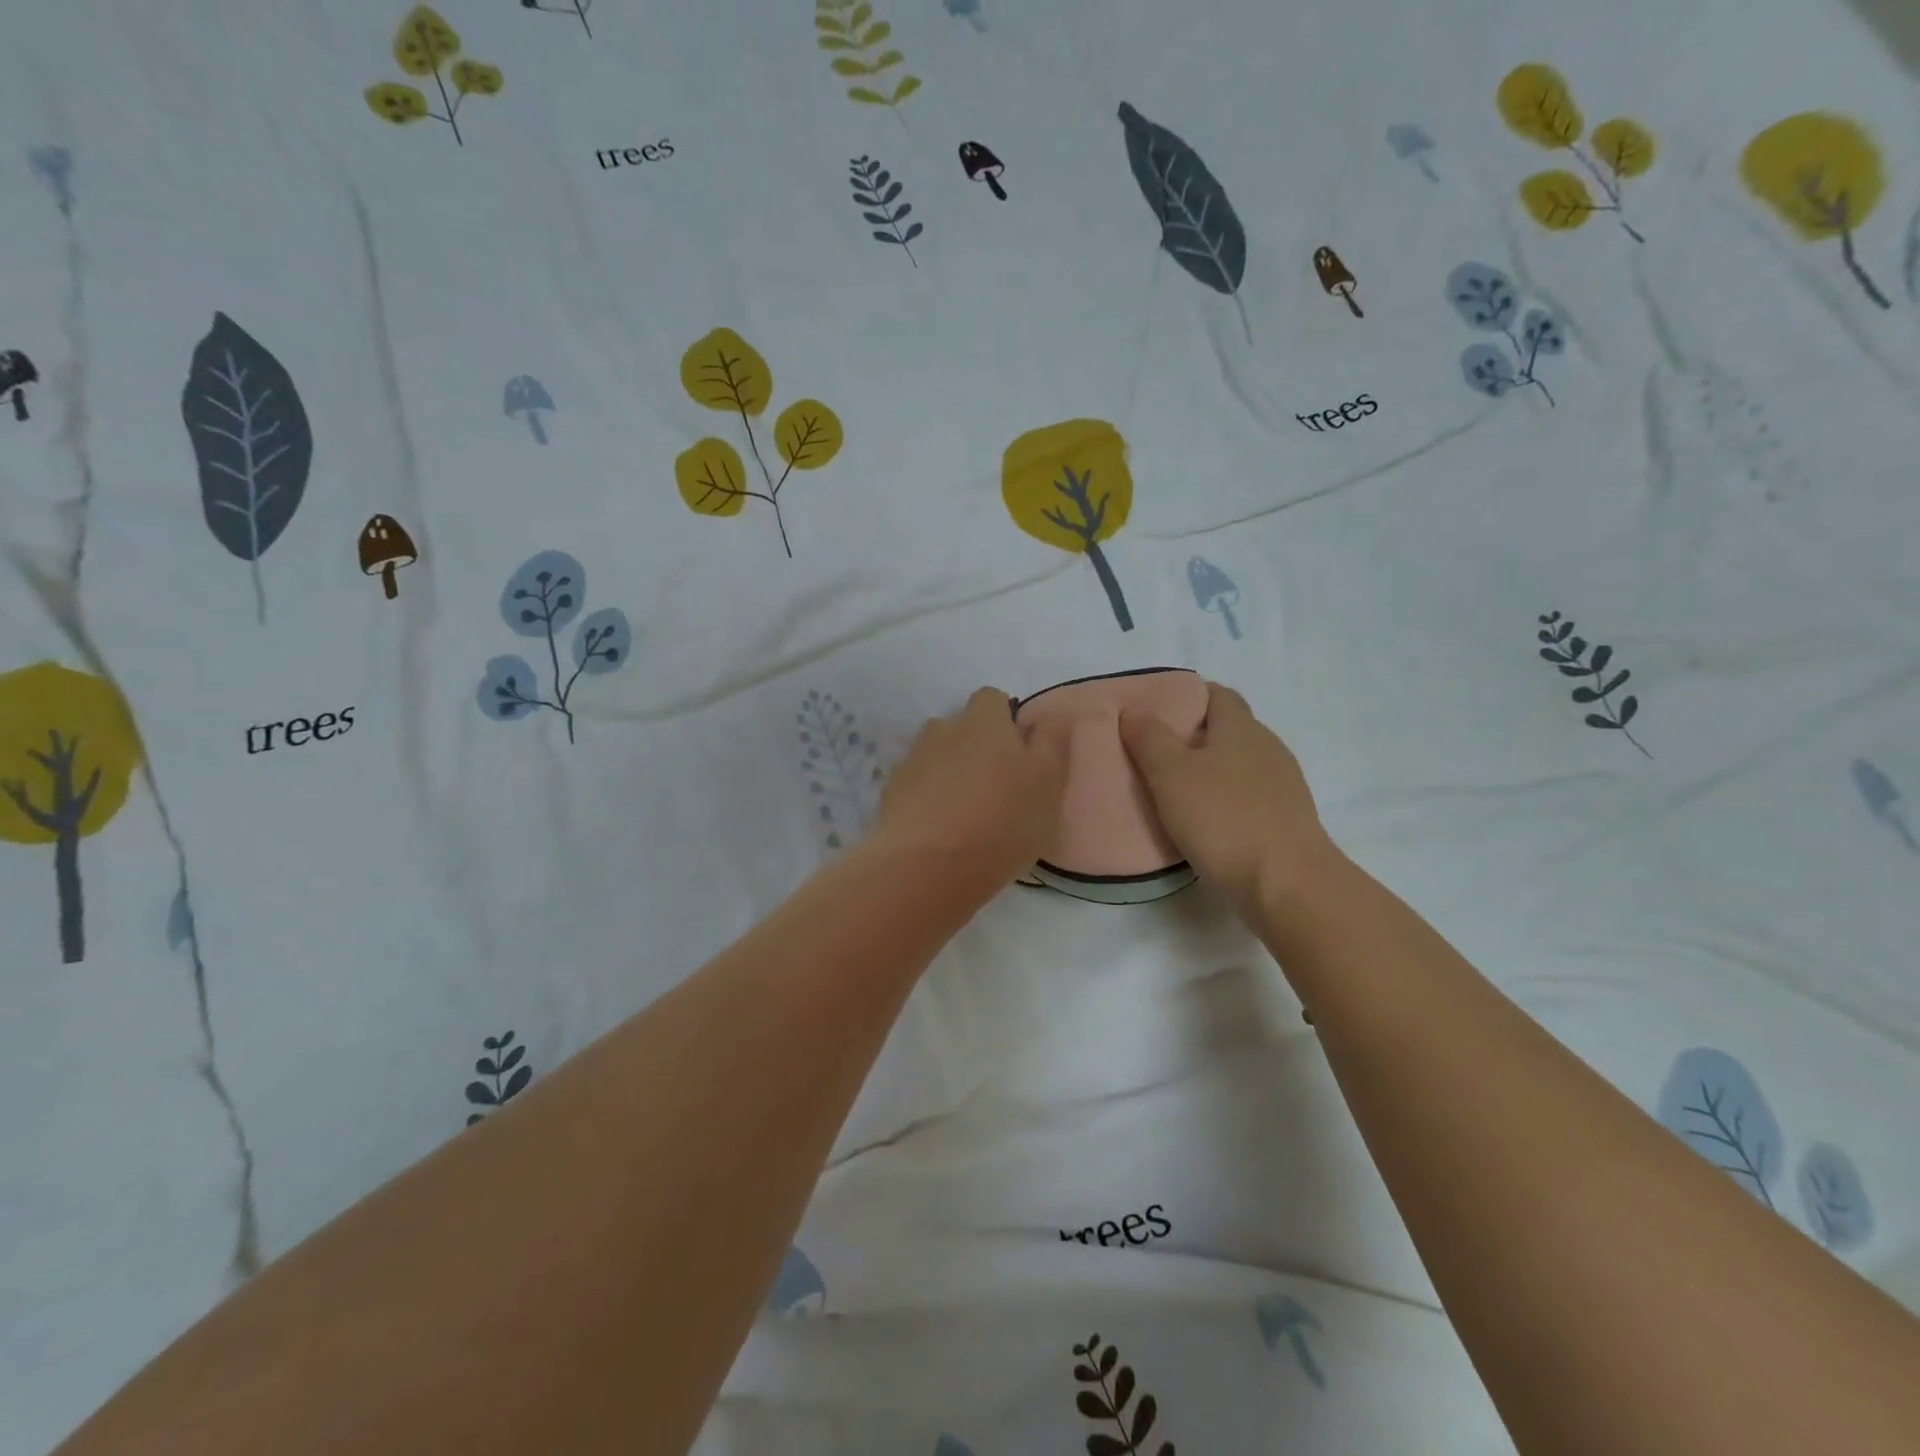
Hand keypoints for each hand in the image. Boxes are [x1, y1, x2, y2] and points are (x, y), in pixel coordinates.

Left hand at [868, 687, 1070, 892]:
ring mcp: (912, 760)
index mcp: (984, 721)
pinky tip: (938, 829)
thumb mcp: (1048, 782)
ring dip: (949, 772)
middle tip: (995, 787)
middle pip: (961, 727)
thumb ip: (1051, 741)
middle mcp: (943, 730)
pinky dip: (926, 798)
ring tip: (963, 811)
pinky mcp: (890, 792)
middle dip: (975, 748)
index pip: (992, 699)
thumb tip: (1046, 714)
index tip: (1018, 754)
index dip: (1005, 720)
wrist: (928, 867)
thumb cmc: (1002, 822)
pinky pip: (914, 785)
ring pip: (936, 756)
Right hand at [1119, 683, 1338, 916]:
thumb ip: (1150, 738)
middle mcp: (1267, 748)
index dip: (1188, 695)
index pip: (1217, 694)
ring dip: (1209, 771)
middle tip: (1153, 750)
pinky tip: (1204, 821)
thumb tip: (1135, 709)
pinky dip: (1224, 800)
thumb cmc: (1223, 818)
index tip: (1156, 708)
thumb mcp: (1171, 774)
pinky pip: (1248, 797)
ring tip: (1173, 789)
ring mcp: (1283, 786)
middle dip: (1194, 735)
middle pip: (1228, 729)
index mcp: (1241, 728)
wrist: (1287, 883)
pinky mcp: (1287, 820)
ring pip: (1238, 765)